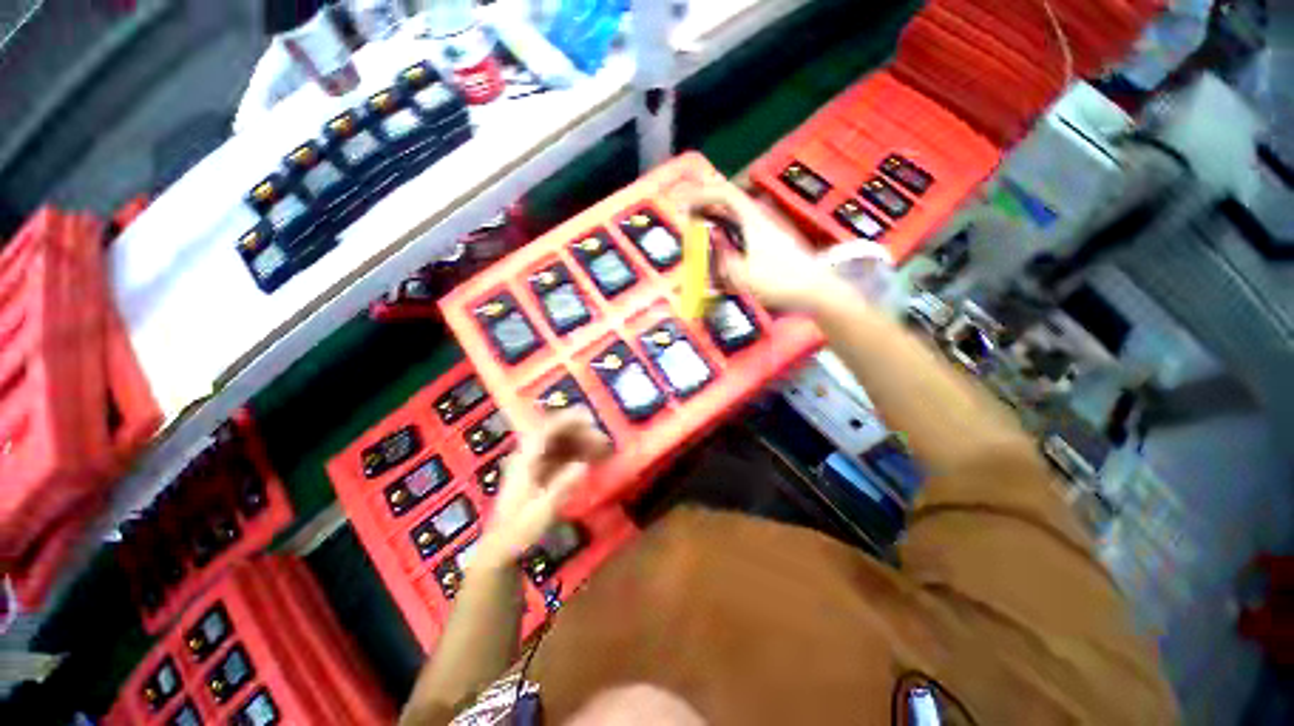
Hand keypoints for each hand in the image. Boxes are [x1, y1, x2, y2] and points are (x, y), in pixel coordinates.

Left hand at [474, 411, 611, 568]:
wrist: (501, 548)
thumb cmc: (518, 531)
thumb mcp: (542, 512)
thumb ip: (561, 487)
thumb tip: (583, 466)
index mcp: (524, 461)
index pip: (545, 430)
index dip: (567, 420)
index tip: (590, 418)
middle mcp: (527, 457)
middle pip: (554, 433)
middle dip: (579, 431)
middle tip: (602, 440)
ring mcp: (532, 464)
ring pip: (558, 443)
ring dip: (580, 441)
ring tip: (601, 448)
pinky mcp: (538, 473)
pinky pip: (559, 455)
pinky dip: (575, 453)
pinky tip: (590, 459)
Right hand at [691, 189, 847, 311]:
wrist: (815, 290)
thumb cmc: (780, 282)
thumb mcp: (744, 276)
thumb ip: (723, 259)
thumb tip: (711, 243)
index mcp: (754, 222)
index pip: (726, 195)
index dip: (703, 194)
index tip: (685, 203)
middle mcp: (762, 220)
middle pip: (732, 201)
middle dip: (708, 204)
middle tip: (689, 215)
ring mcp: (769, 230)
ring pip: (738, 215)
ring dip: (718, 217)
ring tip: (702, 228)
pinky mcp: (773, 242)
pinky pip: (745, 228)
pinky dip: (729, 229)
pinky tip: (725, 246)